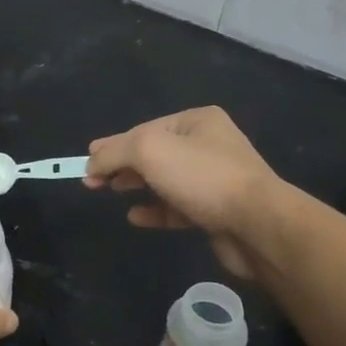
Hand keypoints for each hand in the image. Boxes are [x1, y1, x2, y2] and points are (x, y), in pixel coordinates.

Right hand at [84, 107, 286, 277]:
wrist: (258, 225)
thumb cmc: (203, 177)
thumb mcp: (149, 150)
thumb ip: (115, 151)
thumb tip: (92, 162)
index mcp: (197, 121)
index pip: (144, 129)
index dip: (113, 145)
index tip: (86, 162)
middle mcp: (209, 145)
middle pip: (154, 153)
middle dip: (122, 164)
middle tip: (92, 180)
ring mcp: (214, 180)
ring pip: (165, 180)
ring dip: (137, 185)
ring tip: (110, 192)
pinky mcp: (216, 212)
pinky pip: (177, 207)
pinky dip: (155, 210)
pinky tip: (136, 216)